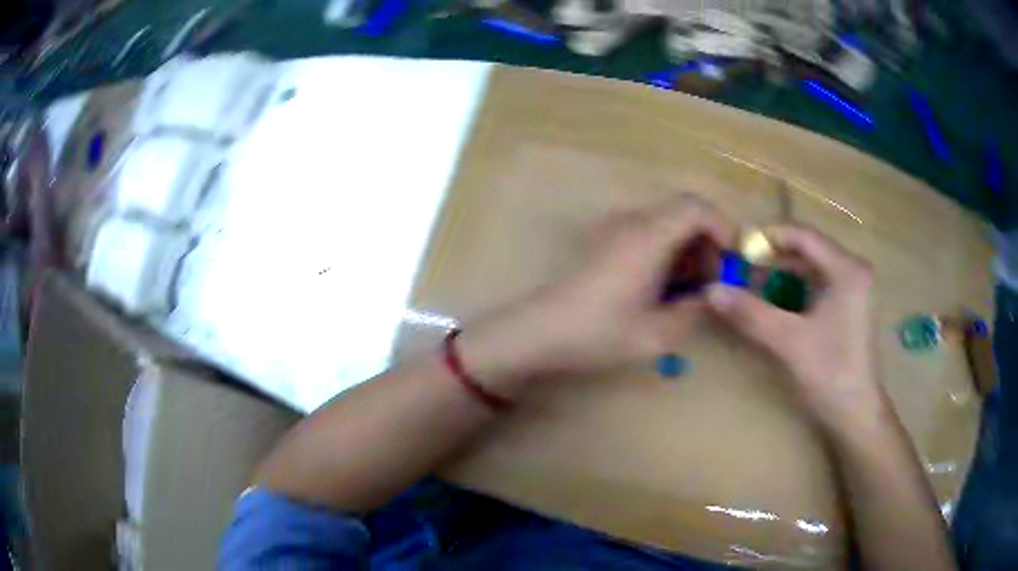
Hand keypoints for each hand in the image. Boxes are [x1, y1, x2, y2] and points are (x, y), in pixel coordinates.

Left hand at [460, 196, 731, 389]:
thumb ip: (693, 310)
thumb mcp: (657, 333)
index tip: (730, 262)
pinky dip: (666, 250)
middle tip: (713, 280)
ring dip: (686, 247)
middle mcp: (632, 221)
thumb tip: (710, 295)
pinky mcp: (603, 240)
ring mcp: (614, 228)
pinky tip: (663, 286)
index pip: (696, 206)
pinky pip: (646, 232)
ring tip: (690, 288)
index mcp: (649, 235)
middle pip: (683, 210)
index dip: (723, 227)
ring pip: (665, 222)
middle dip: (707, 240)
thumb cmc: (598, 333)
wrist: (539, 332)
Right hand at [706, 226, 882, 428]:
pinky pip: (816, 289)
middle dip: (772, 261)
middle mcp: (853, 272)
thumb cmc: (830, 375)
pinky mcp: (849, 309)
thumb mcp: (789, 342)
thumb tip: (711, 291)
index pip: (804, 235)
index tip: (738, 248)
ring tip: (751, 291)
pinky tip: (774, 308)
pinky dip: (793, 294)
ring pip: (810, 271)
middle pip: (807, 252)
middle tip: (740, 273)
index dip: (768, 237)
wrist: (857, 416)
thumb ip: (751, 313)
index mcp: (847, 270)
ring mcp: (853, 291)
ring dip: (780, 278)